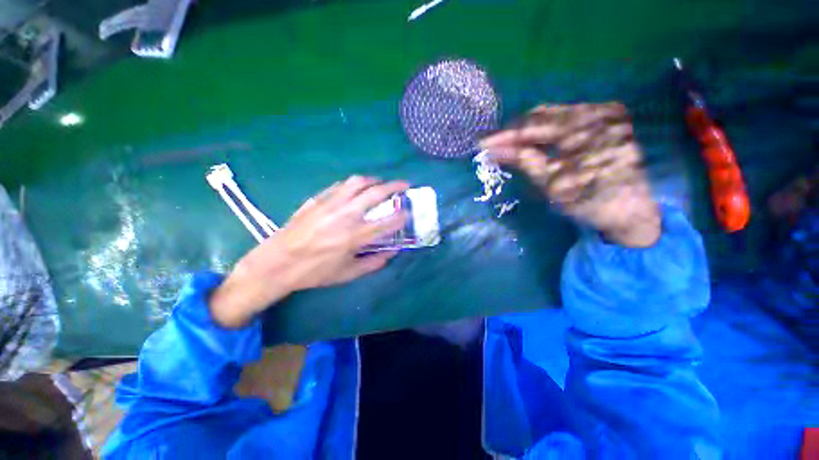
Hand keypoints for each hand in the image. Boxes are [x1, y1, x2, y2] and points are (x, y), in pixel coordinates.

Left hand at [210, 176, 408, 327]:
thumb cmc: (314, 272)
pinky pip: (340, 185)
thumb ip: (374, 263)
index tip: (409, 212)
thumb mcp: (348, 274)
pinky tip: (357, 189)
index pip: (387, 222)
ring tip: (381, 183)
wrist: (277, 263)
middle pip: (376, 193)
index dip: (402, 216)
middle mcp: (345, 215)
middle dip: (395, 186)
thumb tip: (393, 252)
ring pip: (358, 182)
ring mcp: (330, 204)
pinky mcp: (317, 199)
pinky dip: (354, 184)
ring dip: (374, 180)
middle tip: (404, 185)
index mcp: (354, 236)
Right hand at [480, 103, 660, 247]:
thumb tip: (495, 151)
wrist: (634, 210)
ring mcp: (602, 114)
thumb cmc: (593, 202)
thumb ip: (526, 162)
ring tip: (507, 143)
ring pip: (553, 115)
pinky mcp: (603, 121)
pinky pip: (565, 119)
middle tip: (493, 144)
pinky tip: (531, 141)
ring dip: (527, 130)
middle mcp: (596, 112)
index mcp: (586, 129)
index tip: (482, 144)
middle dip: (514, 131)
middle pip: (543, 115)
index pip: (535, 126)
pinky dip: (544, 131)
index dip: (505, 136)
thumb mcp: (554, 185)